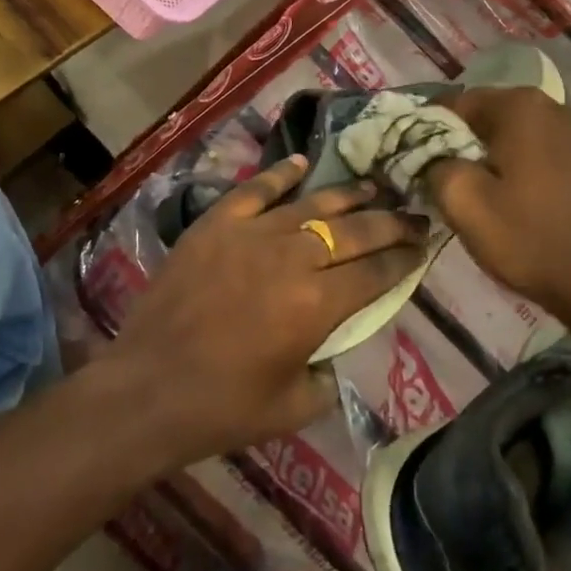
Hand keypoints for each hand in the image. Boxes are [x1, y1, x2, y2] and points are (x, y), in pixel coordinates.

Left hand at [99, 156, 428, 466]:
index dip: (405, 259)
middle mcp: (292, 257)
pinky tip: (302, 163)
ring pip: (313, 204)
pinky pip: (256, 190)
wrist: (146, 389)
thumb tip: (339, 343)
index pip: (376, 272)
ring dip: (348, 195)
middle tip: (414, 215)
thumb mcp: (295, 406)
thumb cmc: (222, 408)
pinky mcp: (216, 223)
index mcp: (317, 304)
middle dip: (391, 223)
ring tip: (373, 187)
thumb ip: (330, 370)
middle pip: (355, 231)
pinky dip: (281, 174)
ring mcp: (251, 233)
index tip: (423, 247)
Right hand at [426, 86, 570, 321]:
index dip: (428, 131)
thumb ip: (433, 164)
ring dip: (488, 154)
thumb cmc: (529, 238)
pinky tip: (512, 196)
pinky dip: (517, 164)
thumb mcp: (463, 203)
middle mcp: (551, 104)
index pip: (454, 103)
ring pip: (511, 132)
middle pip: (485, 114)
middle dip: (460, 142)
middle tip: (444, 182)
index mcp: (519, 105)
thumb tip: (428, 154)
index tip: (417, 164)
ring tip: (477, 192)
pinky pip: (537, 148)